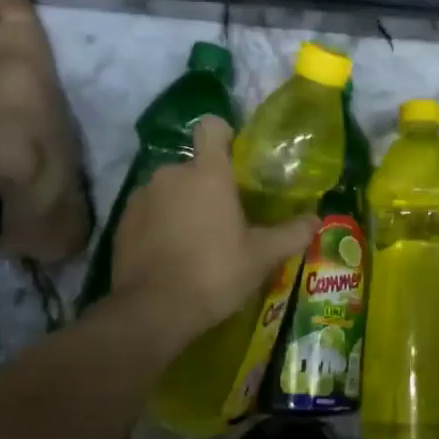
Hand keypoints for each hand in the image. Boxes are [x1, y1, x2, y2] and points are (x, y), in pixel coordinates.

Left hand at [103, 116, 315, 358]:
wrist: (152, 311)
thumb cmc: (215, 273)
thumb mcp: (263, 257)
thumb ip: (292, 233)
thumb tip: (316, 220)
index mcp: (208, 174)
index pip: (212, 127)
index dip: (224, 136)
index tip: (236, 159)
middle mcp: (171, 174)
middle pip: (195, 166)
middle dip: (208, 186)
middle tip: (227, 219)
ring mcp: (142, 197)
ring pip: (171, 190)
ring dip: (183, 205)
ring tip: (199, 241)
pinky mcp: (122, 221)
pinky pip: (150, 211)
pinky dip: (161, 224)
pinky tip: (173, 255)